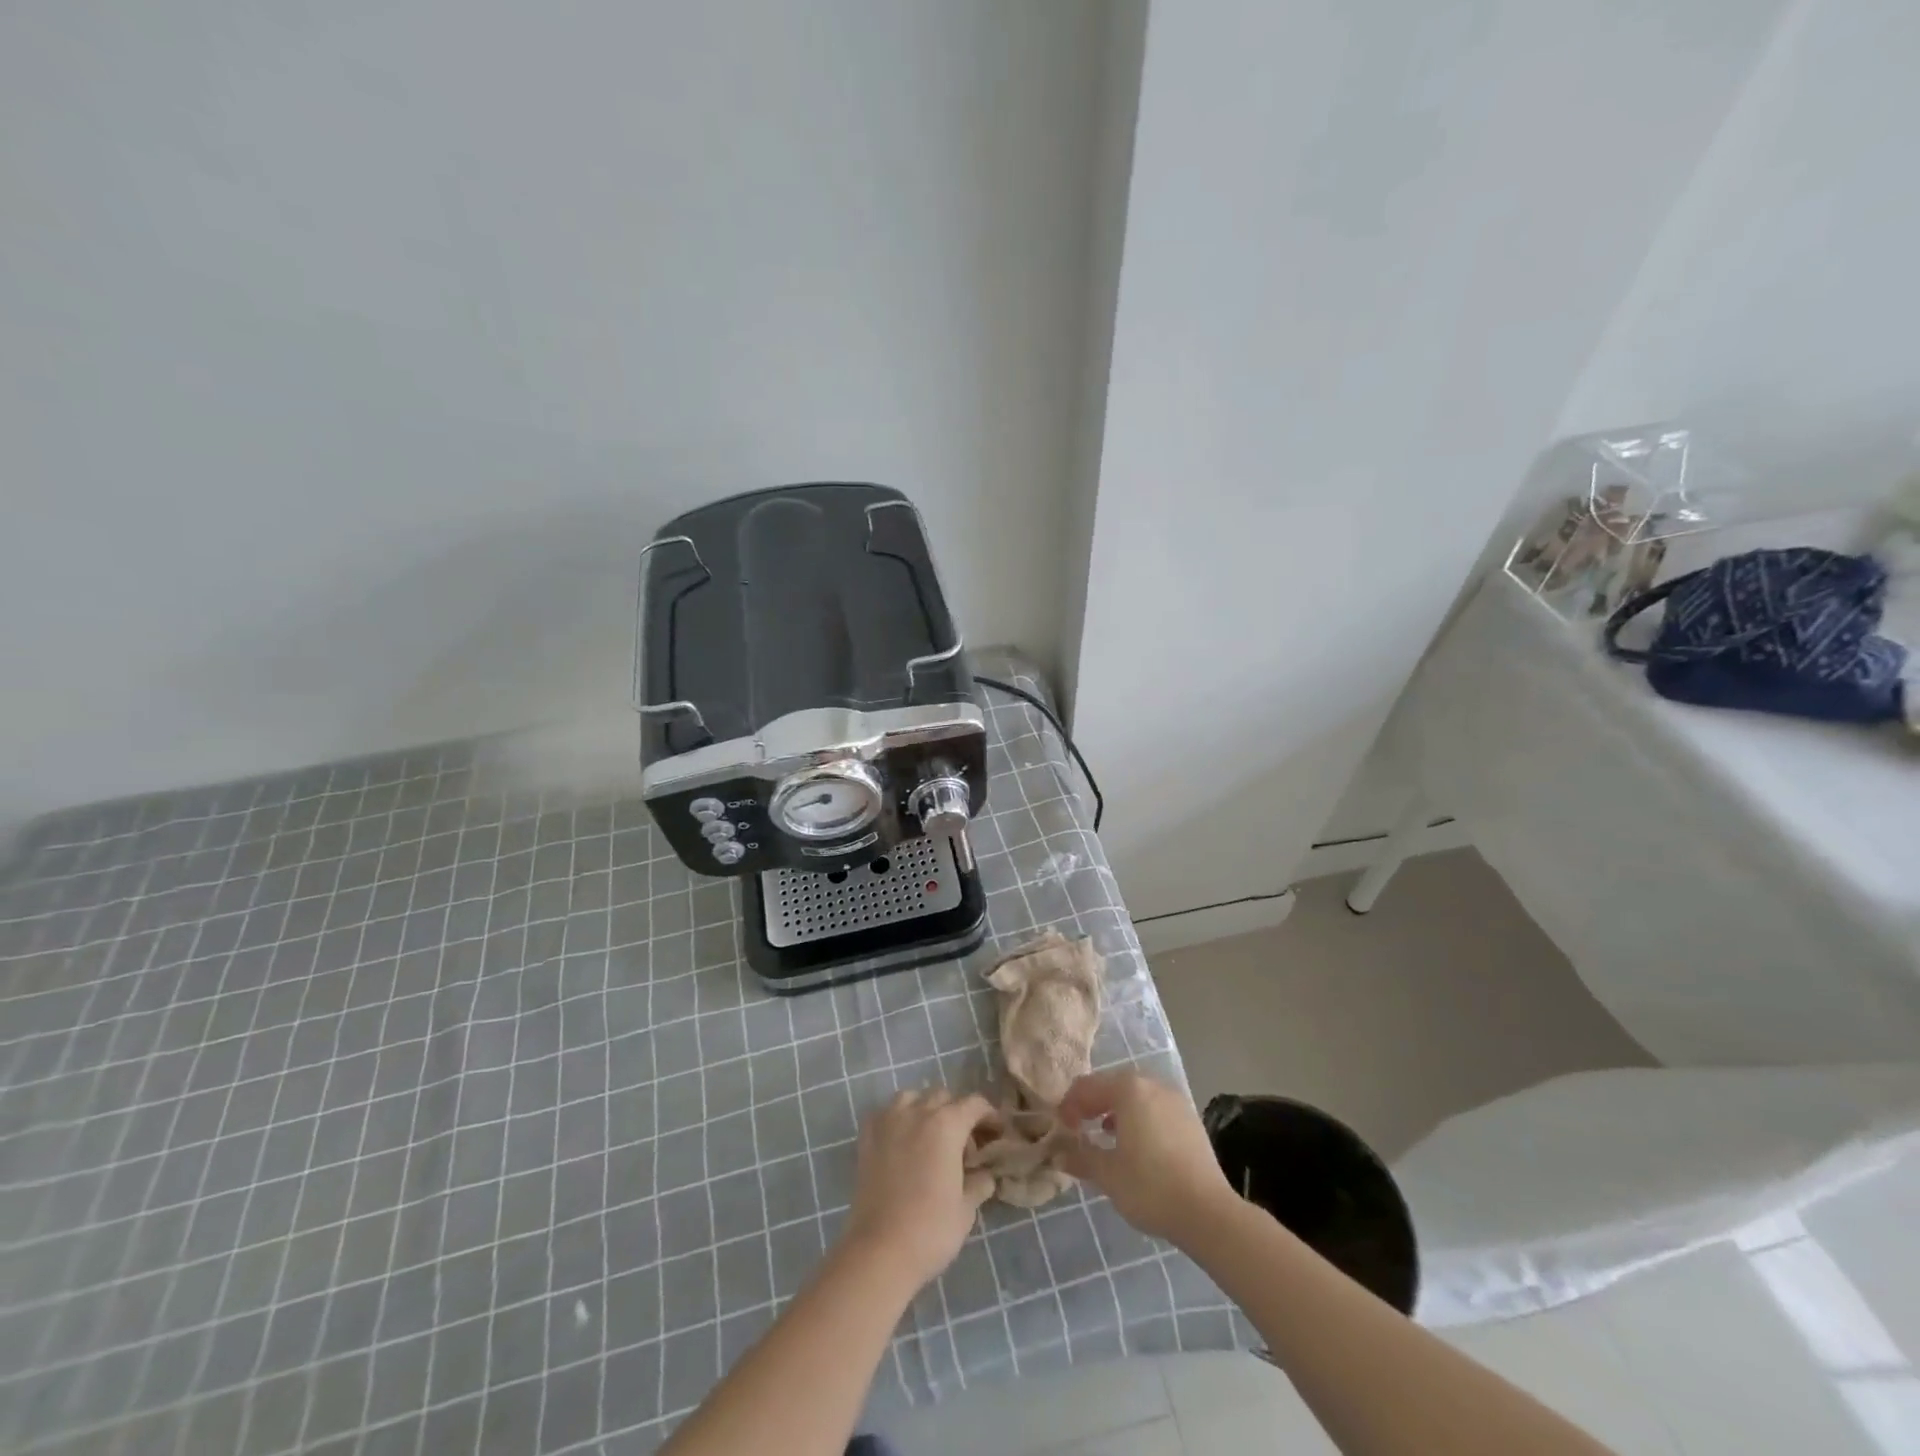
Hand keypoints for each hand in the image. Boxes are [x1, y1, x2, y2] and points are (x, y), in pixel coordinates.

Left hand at [843, 1089, 996, 1288]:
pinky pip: (886, 1112)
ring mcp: (889, 1121)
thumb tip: (985, 1174)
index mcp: (947, 1125)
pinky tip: (901, 1140)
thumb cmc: (930, 1229)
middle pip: (943, 1096)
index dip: (989, 1115)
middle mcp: (918, 1112)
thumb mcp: (966, 1208)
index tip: (995, 1133)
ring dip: (925, 1109)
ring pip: (912, 1097)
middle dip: (957, 1113)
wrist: (880, 1250)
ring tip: (930, 1137)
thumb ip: (979, 1182)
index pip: (974, 1104)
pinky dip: (897, 1118)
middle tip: (963, 1144)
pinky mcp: (867, 1136)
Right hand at [1058, 1070, 1236, 1243]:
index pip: (1087, 1087)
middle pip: (1112, 1085)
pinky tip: (1135, 1143)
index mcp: (1128, 1088)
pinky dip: (1138, 1117)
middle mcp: (1152, 1084)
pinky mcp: (1189, 1118)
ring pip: (1135, 1095)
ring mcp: (1174, 1099)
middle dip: (1092, 1104)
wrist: (1208, 1213)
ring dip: (1115, 1109)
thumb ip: (1080, 1156)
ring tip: (1104, 1134)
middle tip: (1079, 1128)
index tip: (1060, 1129)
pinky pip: (1154, 1107)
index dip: (1069, 1105)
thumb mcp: (1107, 1174)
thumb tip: (1058, 1152)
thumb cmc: (1150, 1187)